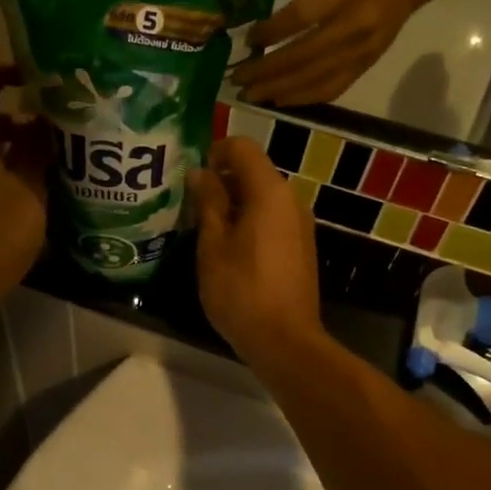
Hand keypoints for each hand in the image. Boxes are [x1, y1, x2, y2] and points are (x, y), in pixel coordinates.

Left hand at [0, 64, 49, 305]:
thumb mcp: (28, 192)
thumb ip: (37, 154)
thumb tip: (44, 121)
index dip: (4, 70)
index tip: (36, 75)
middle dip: (24, 114)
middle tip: (62, 120)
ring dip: (24, 146)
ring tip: (62, 155)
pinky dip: (19, 171)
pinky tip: (47, 187)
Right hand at [187, 136, 323, 365]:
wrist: (285, 341)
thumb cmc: (241, 290)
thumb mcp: (213, 244)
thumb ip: (208, 202)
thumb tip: (201, 173)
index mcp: (270, 192)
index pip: (243, 148)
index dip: (215, 152)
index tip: (191, 175)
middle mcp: (291, 200)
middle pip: (254, 171)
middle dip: (221, 180)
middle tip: (189, 203)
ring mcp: (300, 225)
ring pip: (263, 197)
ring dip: (233, 203)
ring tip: (203, 227)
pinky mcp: (301, 247)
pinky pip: (272, 219)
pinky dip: (249, 220)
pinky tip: (227, 248)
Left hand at [233, 0, 428, 105]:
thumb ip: (301, 2)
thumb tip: (266, 34)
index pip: (302, 18)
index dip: (272, 32)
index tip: (247, 41)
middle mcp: (355, 26)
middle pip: (303, 55)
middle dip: (266, 70)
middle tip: (237, 79)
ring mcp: (362, 52)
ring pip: (314, 78)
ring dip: (278, 90)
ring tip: (251, 95)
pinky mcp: (365, 67)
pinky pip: (331, 89)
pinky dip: (303, 98)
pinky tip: (280, 101)